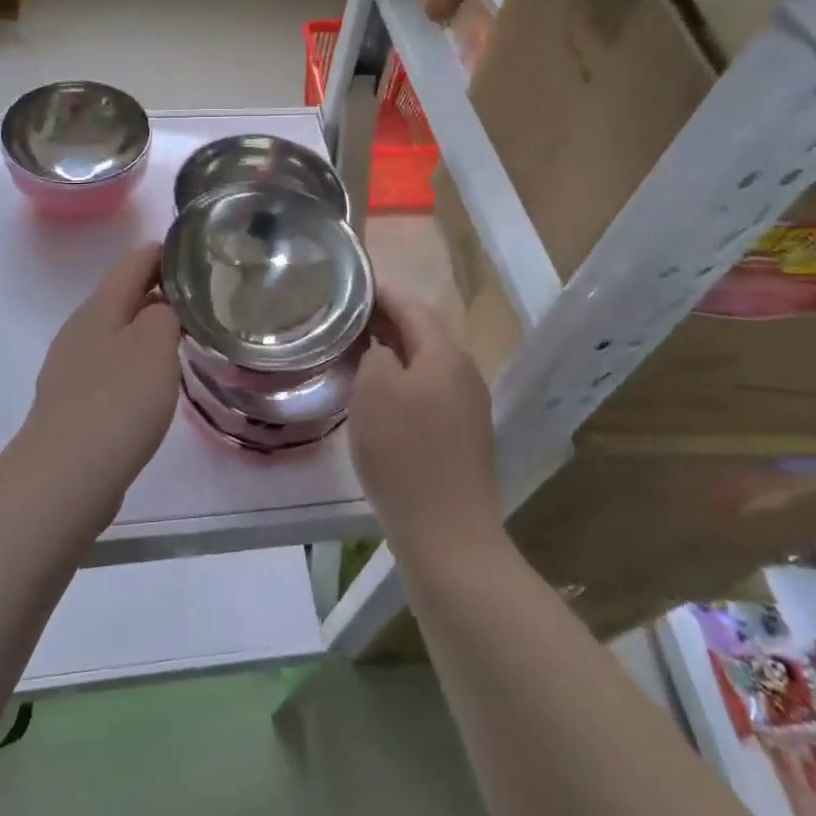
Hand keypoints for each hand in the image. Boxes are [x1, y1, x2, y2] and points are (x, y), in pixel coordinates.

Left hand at [12, 244, 182, 513]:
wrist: (66, 476)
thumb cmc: (118, 401)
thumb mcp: (154, 345)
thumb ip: (165, 313)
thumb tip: (164, 305)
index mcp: (100, 306)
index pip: (135, 260)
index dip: (166, 252)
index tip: (200, 255)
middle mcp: (81, 328)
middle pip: (123, 294)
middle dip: (160, 290)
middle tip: (203, 298)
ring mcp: (72, 366)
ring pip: (117, 331)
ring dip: (148, 328)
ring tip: (185, 336)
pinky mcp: (73, 401)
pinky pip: (110, 366)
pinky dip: (136, 362)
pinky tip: (154, 382)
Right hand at [349, 287, 499, 555]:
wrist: (447, 531)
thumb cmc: (403, 453)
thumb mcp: (374, 391)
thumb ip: (374, 353)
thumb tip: (379, 344)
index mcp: (445, 353)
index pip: (411, 305)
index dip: (380, 292)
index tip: (350, 284)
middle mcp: (465, 371)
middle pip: (423, 331)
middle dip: (386, 319)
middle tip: (346, 317)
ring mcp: (469, 404)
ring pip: (427, 361)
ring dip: (395, 350)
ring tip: (358, 349)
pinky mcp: (465, 433)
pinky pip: (431, 388)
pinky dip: (405, 378)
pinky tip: (381, 393)